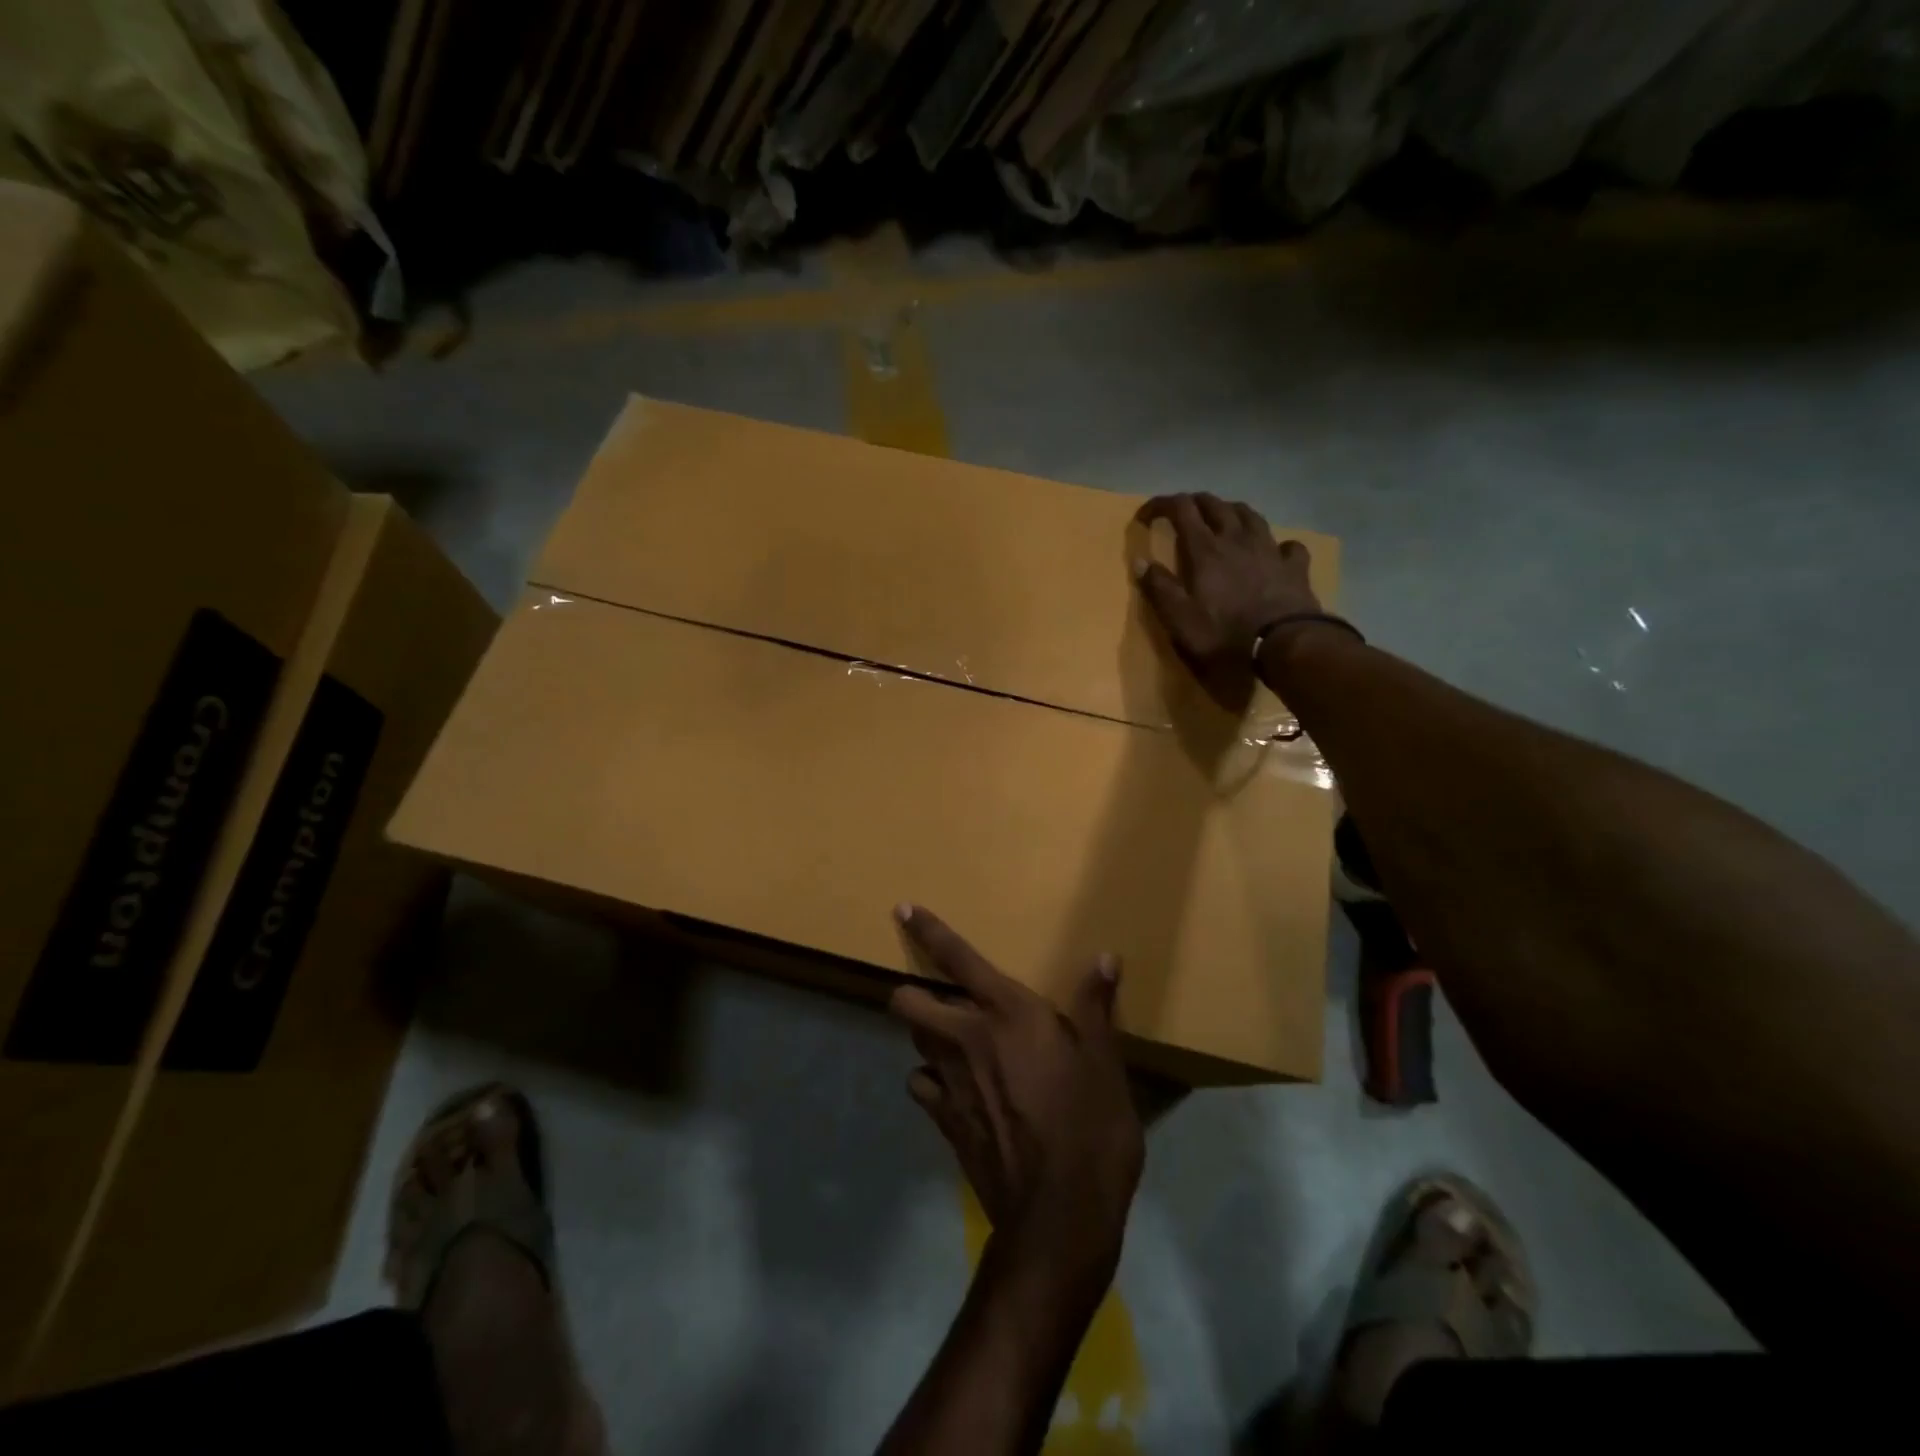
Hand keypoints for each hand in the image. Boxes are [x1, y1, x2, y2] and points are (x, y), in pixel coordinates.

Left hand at [889, 905, 1143, 1288]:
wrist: (1059, 1216)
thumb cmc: (1090, 1128)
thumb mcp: (1106, 1064)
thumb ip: (1097, 1007)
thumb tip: (1104, 958)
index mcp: (1007, 1013)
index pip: (957, 958)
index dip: (928, 930)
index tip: (904, 909)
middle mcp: (966, 1038)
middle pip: (907, 1002)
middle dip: (913, 994)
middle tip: (941, 1001)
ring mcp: (949, 1083)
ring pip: (913, 1043)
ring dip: (926, 1038)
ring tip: (952, 1045)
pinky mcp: (944, 1124)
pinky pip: (922, 1089)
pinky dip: (932, 1084)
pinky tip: (955, 1092)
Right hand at [1132, 492, 1321, 708]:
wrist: (1283, 645)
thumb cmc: (1224, 634)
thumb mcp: (1179, 618)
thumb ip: (1158, 587)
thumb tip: (1139, 561)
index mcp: (1205, 549)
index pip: (1181, 509)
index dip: (1161, 505)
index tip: (1145, 516)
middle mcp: (1237, 539)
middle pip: (1215, 504)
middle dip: (1194, 502)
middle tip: (1182, 513)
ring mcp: (1269, 549)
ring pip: (1250, 515)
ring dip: (1232, 511)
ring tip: (1223, 518)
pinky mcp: (1294, 566)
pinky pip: (1287, 544)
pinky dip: (1277, 543)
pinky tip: (1274, 551)